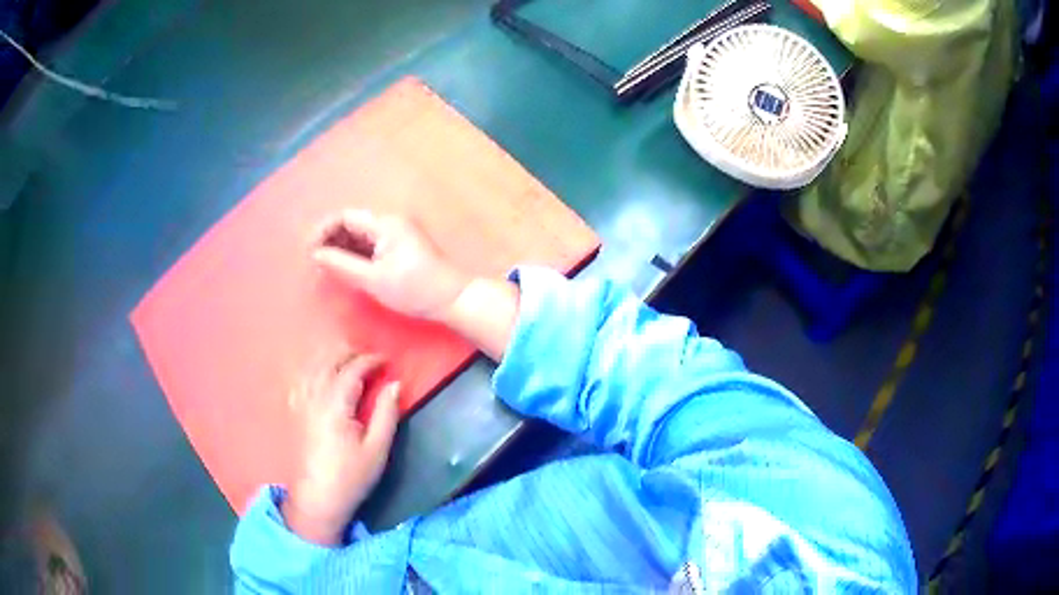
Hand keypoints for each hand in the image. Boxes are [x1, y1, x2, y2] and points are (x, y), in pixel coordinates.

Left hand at [283, 353, 400, 545]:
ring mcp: (301, 404)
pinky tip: (321, 376)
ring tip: (350, 363)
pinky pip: (302, 380)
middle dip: (350, 354)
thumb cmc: (351, 477)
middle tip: (370, 360)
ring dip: (332, 359)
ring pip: (313, 368)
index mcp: (335, 404)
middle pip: (329, 362)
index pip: (352, 369)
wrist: (318, 499)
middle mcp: (314, 397)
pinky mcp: (296, 413)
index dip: (370, 360)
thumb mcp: (377, 449)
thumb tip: (395, 383)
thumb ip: (387, 413)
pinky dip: (315, 370)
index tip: (386, 360)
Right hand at [312, 210, 470, 320]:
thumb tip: (316, 255)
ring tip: (327, 268)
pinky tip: (347, 270)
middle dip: (332, 239)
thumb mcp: (373, 280)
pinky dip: (357, 254)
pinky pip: (372, 244)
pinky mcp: (402, 247)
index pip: (346, 217)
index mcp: (385, 224)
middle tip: (316, 263)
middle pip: (353, 223)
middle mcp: (391, 222)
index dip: (324, 231)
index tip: (309, 251)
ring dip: (343, 248)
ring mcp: (398, 233)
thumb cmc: (414, 290)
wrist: (453, 299)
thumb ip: (342, 265)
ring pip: (362, 235)